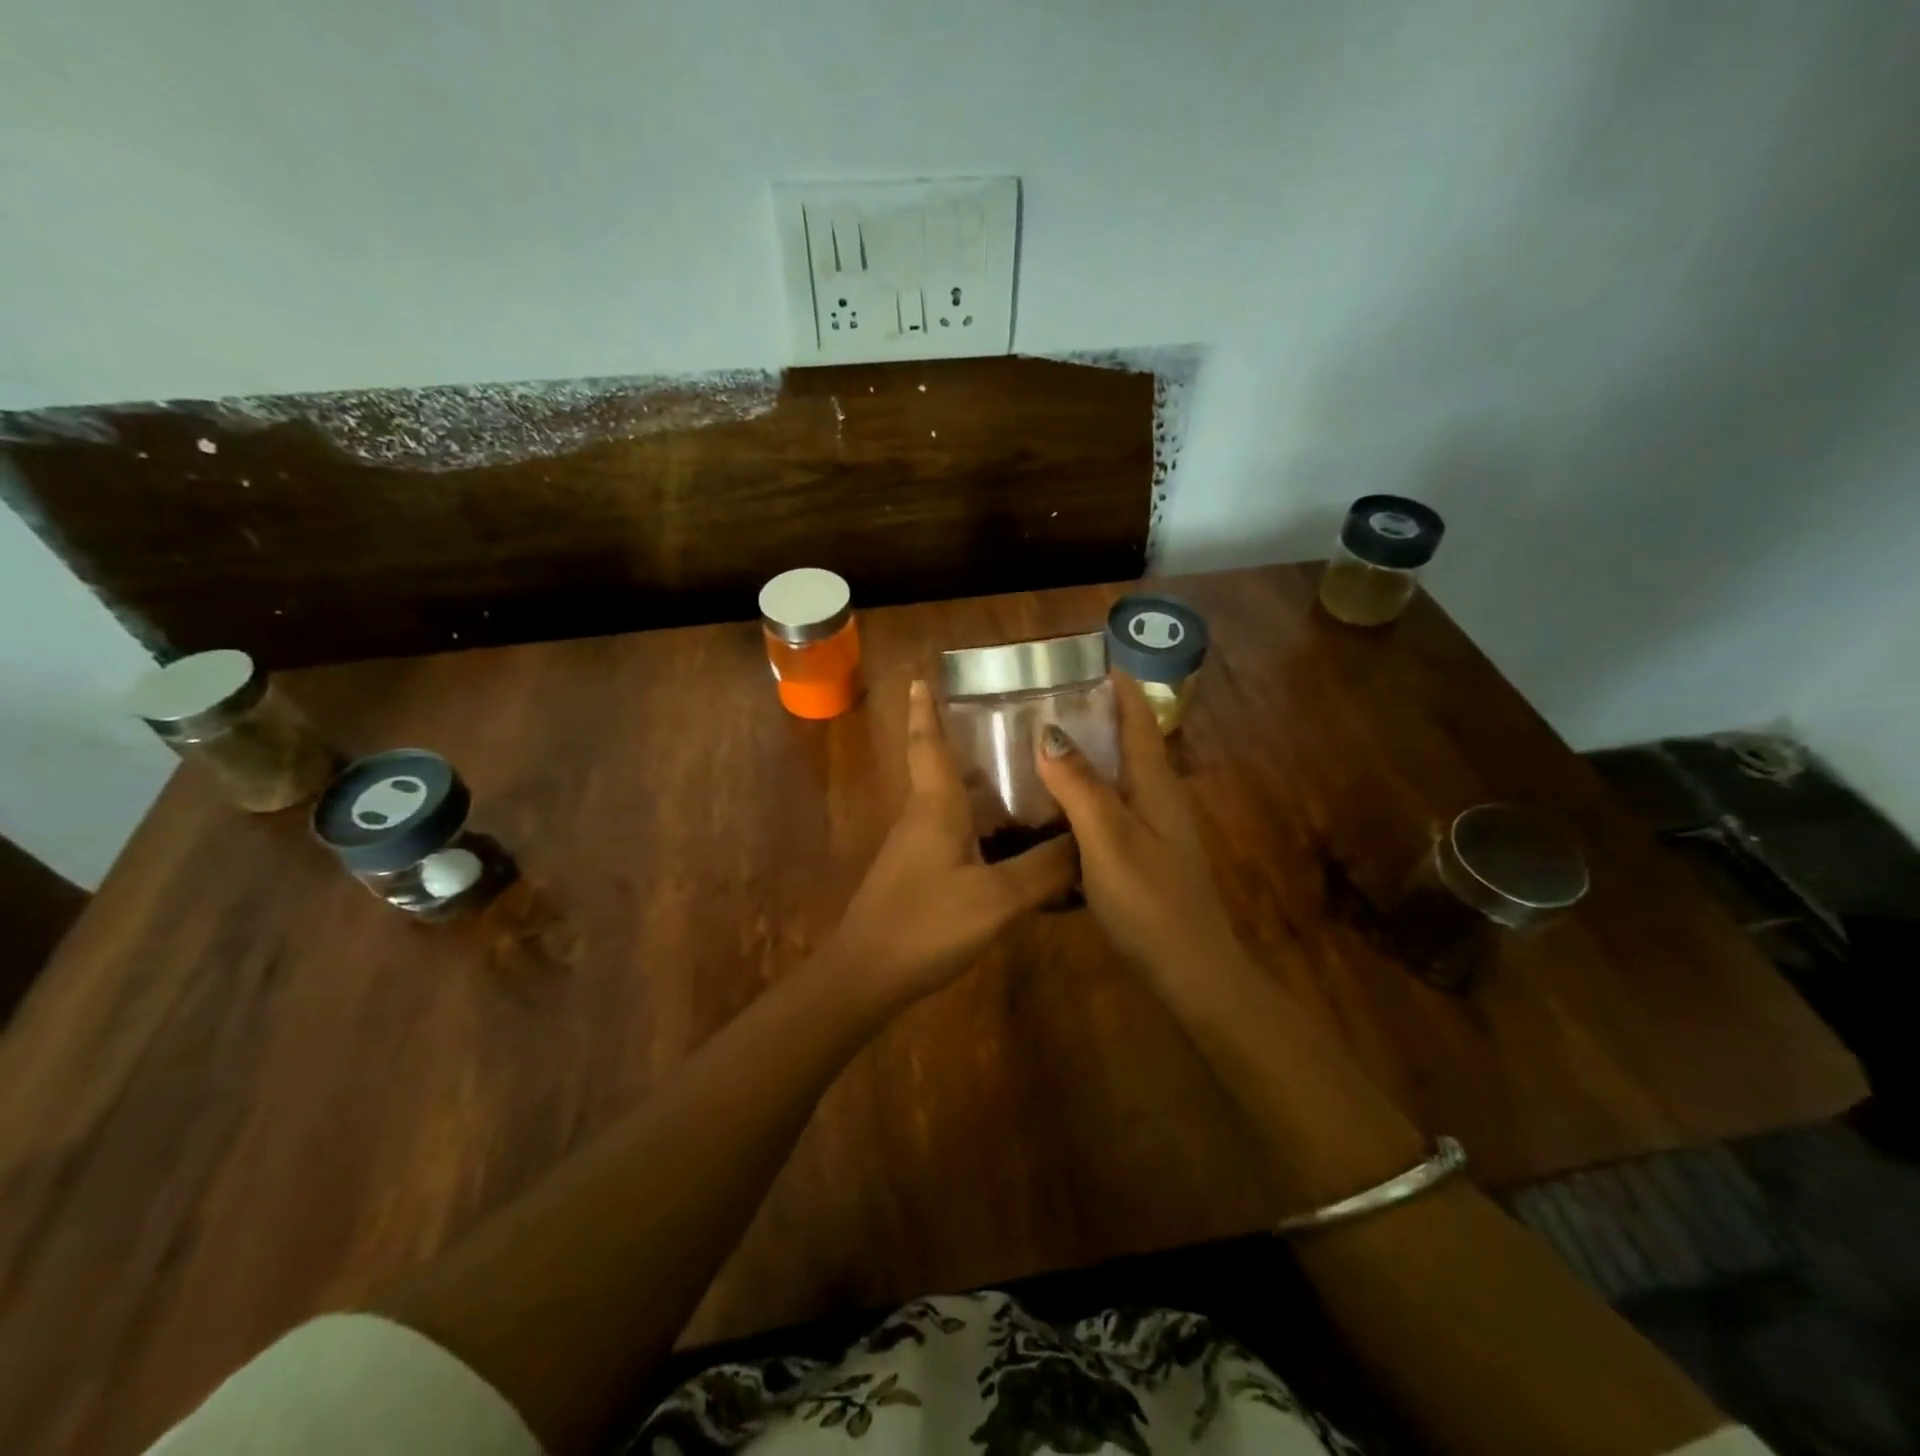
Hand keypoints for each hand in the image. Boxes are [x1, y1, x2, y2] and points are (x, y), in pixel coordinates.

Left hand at [827, 680, 1077, 1007]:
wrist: (867, 977)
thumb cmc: (925, 924)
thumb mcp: (995, 899)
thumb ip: (1044, 869)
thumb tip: (1088, 840)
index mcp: (935, 806)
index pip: (928, 743)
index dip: (925, 708)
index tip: (922, 675)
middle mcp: (923, 817)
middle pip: (944, 768)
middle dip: (970, 741)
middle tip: (1016, 724)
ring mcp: (918, 848)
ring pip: (952, 803)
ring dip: (981, 784)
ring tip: (1029, 776)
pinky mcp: (921, 876)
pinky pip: (957, 834)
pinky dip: (983, 823)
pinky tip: (1014, 841)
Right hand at [1034, 672, 1242, 985]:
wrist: (1190, 971)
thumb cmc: (1150, 900)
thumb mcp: (1109, 839)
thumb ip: (1080, 786)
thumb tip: (1049, 730)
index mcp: (1155, 784)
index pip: (1138, 718)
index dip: (1117, 685)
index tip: (1085, 658)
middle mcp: (1158, 797)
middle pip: (1127, 742)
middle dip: (1093, 715)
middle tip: (1042, 699)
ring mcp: (1152, 828)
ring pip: (1116, 777)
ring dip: (1085, 755)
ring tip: (1037, 743)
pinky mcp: (1142, 855)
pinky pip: (1108, 809)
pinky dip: (1081, 795)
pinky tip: (1051, 807)